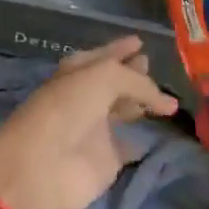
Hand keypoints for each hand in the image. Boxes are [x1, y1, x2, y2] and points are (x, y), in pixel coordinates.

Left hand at [0, 37, 177, 208]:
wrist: (43, 166)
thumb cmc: (69, 108)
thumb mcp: (104, 77)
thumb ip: (137, 82)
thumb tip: (166, 100)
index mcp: (77, 71)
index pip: (104, 55)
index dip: (120, 48)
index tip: (140, 42)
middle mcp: (86, 97)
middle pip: (113, 82)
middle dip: (132, 74)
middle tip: (152, 67)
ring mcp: (95, 129)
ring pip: (121, 111)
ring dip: (138, 104)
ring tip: (165, 100)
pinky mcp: (105, 160)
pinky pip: (126, 147)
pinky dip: (139, 142)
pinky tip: (154, 136)